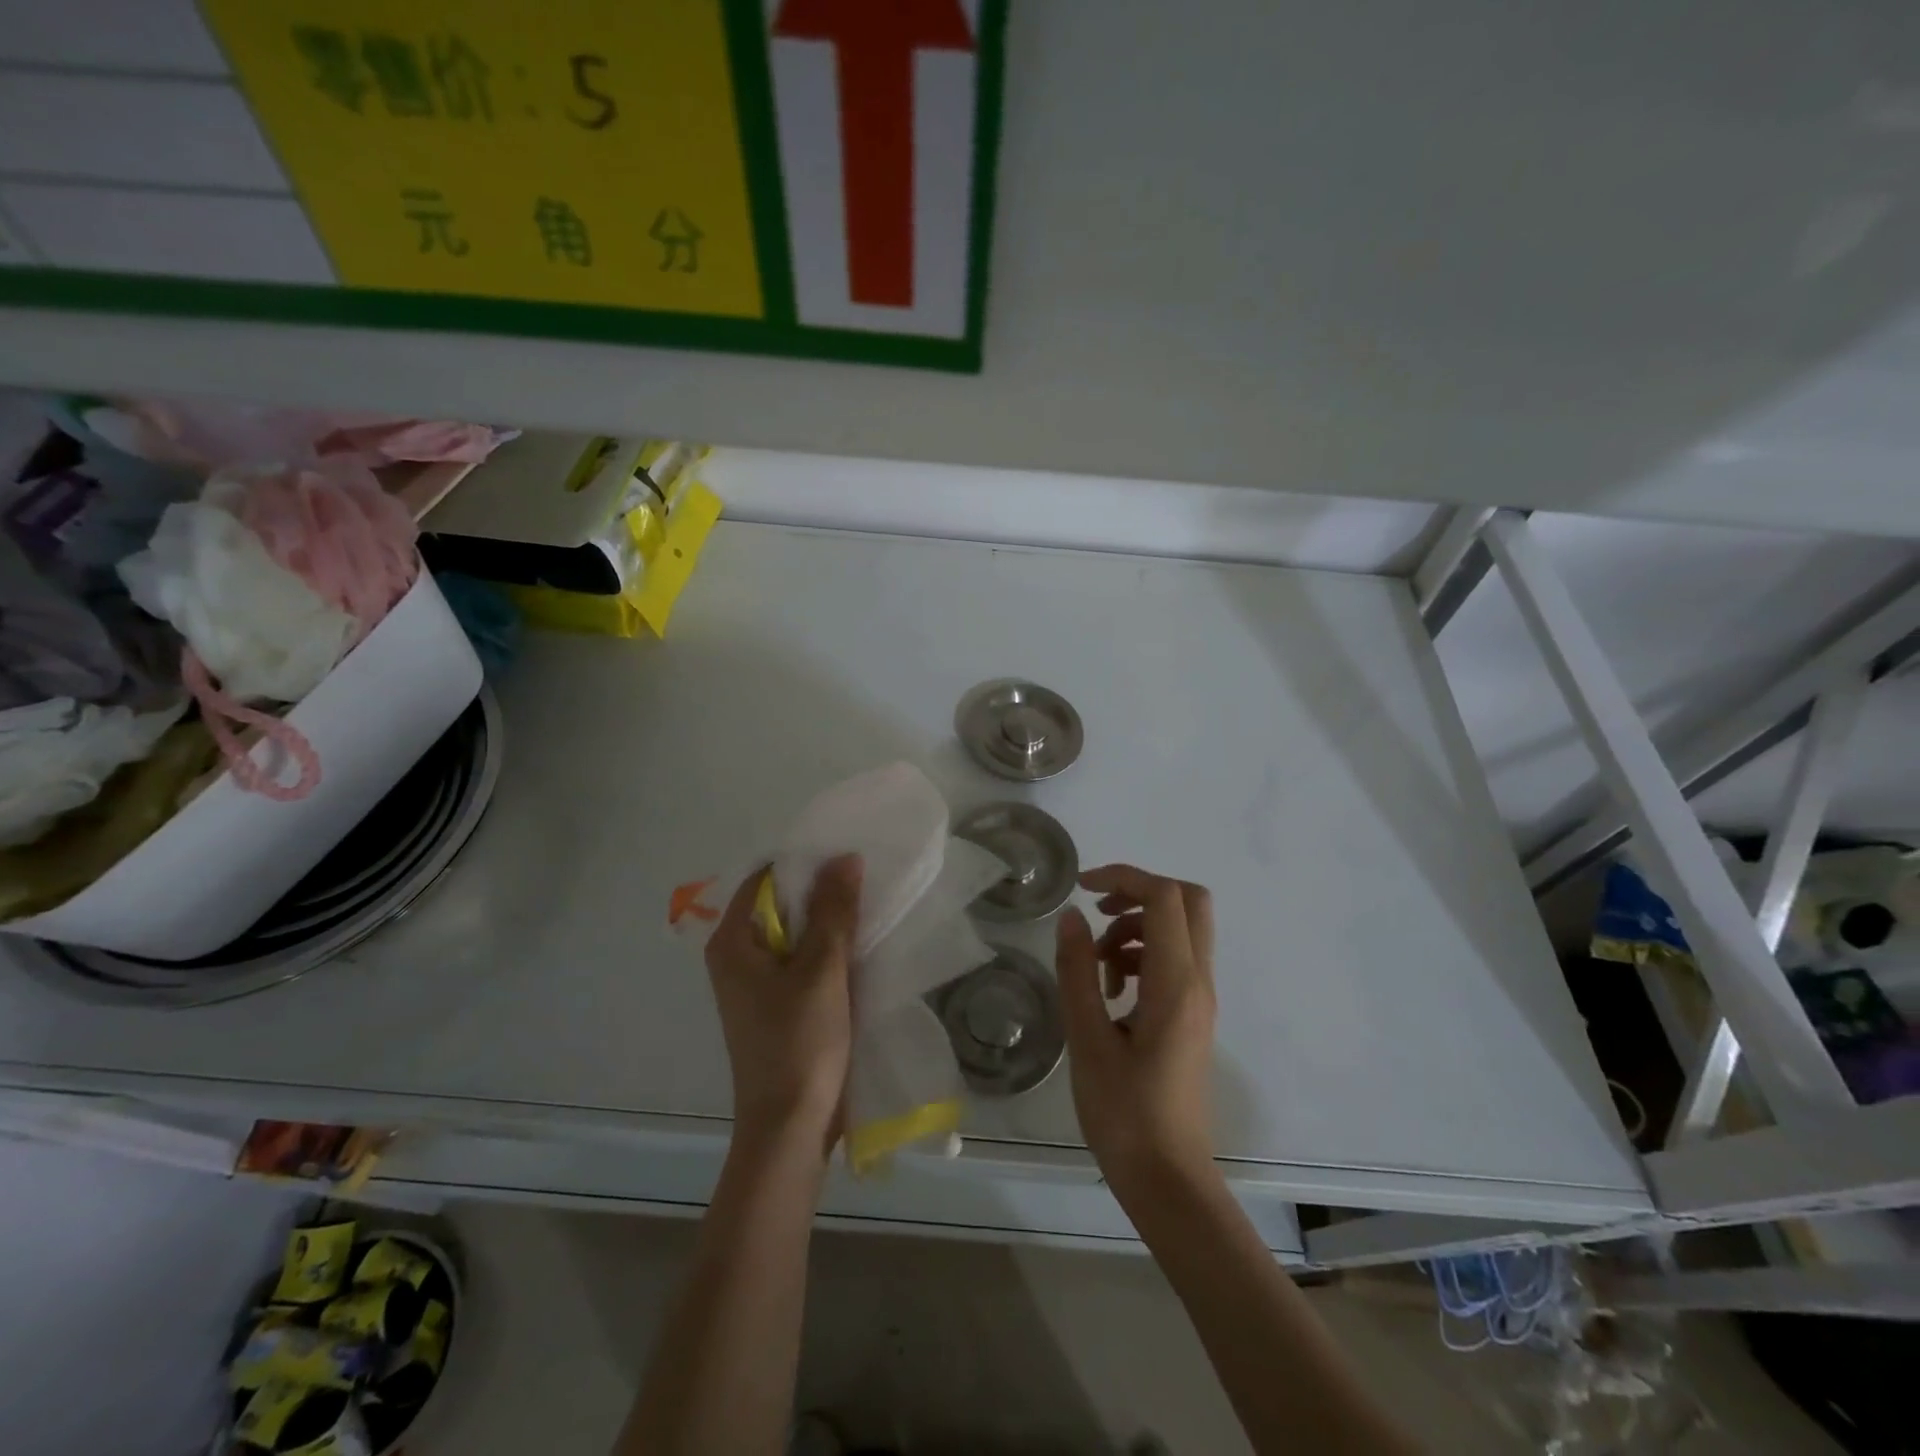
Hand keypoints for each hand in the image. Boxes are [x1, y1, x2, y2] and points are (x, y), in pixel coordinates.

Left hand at [705, 855, 861, 1157]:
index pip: (765, 879)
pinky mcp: (779, 1004)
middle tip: (867, 876)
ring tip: (870, 903)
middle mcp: (738, 957)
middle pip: (781, 905)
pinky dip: (828, 950)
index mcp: (733, 942)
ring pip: (796, 934)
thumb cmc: (799, 1043)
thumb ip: (834, 911)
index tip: (847, 855)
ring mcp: (758, 983)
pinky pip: (803, 961)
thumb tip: (844, 858)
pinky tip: (862, 944)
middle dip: (822, 892)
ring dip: (829, 922)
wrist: (791, 1128)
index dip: (805, 864)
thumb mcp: (822, 970)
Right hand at [1056, 864, 1217, 1204]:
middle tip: (1097, 912)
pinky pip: (1174, 960)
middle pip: (1188, 902)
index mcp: (1177, 983)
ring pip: (1180, 929)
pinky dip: (1142, 955)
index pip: (1165, 897)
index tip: (1082, 888)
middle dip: (1140, 893)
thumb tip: (1071, 917)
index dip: (1125, 877)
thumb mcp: (1087, 1039)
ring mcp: (1200, 999)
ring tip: (1097, 967)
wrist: (1168, 1180)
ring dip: (1136, 928)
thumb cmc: (1124, 1114)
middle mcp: (1199, 981)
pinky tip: (1110, 990)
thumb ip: (1077, 972)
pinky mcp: (1192, 1016)